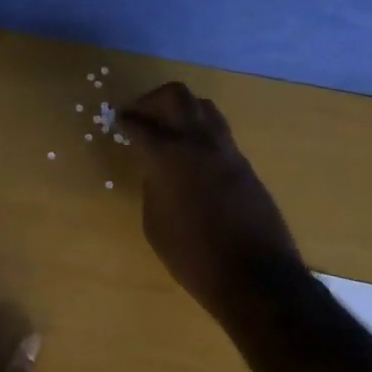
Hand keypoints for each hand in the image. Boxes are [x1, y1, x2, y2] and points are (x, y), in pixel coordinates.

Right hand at [119, 83, 304, 319]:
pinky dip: (200, 133)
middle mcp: (200, 142)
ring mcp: (228, 151)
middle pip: (177, 96)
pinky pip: (219, 134)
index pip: (142, 125)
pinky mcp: (245, 165)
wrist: (253, 275)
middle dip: (153, 100)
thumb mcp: (156, 224)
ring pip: (204, 108)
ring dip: (182, 111)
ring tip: (167, 130)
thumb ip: (153, 187)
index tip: (118, 119)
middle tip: (140, 115)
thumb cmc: (193, 256)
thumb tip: (158, 170)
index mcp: (170, 156)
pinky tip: (190, 156)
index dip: (126, 120)